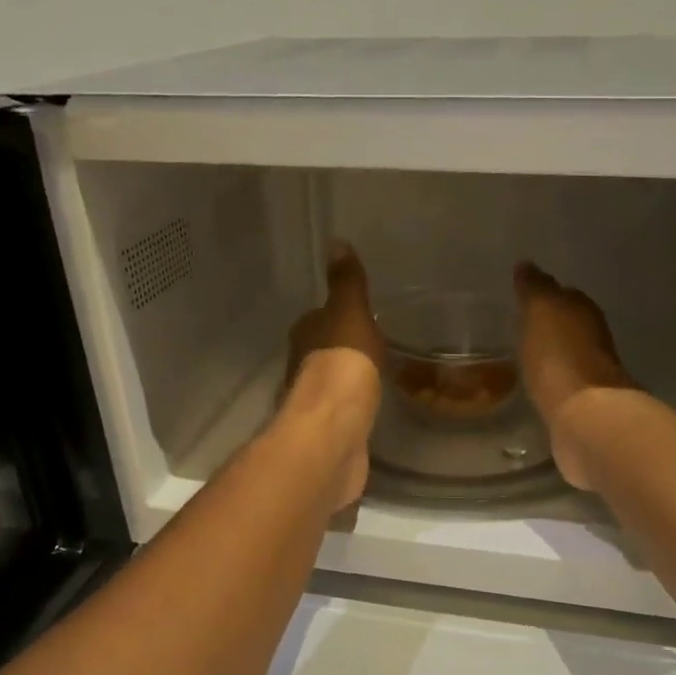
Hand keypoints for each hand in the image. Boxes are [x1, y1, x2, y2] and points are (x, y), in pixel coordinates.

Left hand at [285, 246, 384, 508]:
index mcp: (305, 336)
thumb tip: (335, 241)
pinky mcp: (329, 433)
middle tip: (371, 348)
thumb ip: (346, 283)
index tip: (358, 318)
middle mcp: (302, 368)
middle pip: (322, 353)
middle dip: (341, 351)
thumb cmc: (343, 364)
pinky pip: (344, 413)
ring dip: (346, 382)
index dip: (335, 317)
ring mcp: (314, 404)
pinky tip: (369, 410)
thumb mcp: (350, 313)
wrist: (334, 430)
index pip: (318, 320)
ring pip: (331, 385)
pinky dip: (353, 409)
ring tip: (373, 378)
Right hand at [514, 262, 635, 490]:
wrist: (584, 418)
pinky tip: (536, 387)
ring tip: (524, 358)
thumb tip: (527, 264)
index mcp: (584, 312)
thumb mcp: (541, 311)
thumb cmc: (560, 357)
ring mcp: (590, 376)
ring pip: (566, 357)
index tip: (523, 299)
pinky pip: (561, 386)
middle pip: (568, 326)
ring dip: (550, 356)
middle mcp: (593, 340)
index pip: (564, 296)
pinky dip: (551, 383)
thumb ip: (534, 288)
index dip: (545, 296)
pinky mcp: (582, 407)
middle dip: (548, 326)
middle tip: (520, 327)